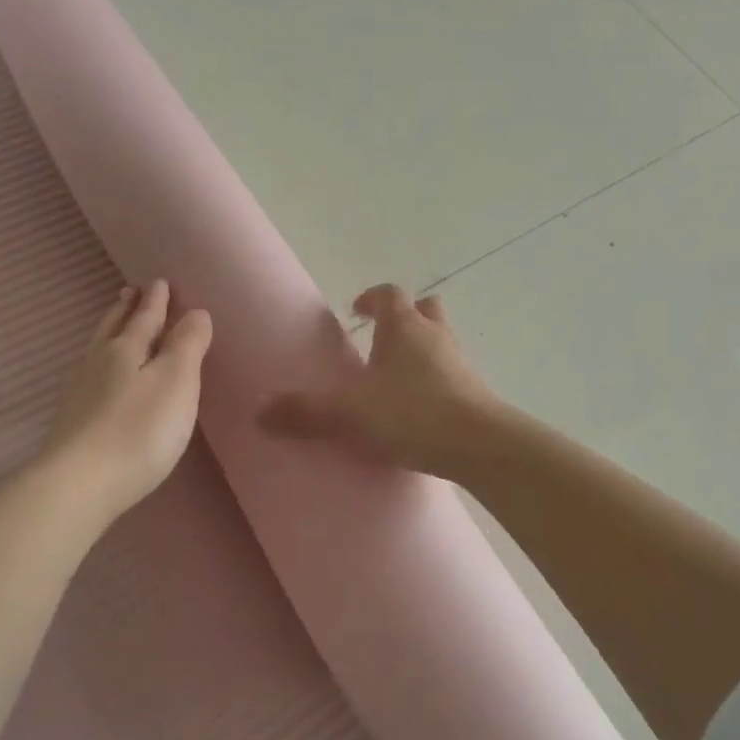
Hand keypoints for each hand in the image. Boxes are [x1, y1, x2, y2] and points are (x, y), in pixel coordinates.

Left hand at [38, 280, 212, 523]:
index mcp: (126, 349)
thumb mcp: (176, 382)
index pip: (145, 317)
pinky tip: (98, 373)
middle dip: (126, 310)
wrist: (79, 485)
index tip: (159, 281)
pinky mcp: (72, 420)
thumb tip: (195, 311)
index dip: (156, 301)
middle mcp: (99, 363)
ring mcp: (80, 392)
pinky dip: (100, 361)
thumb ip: (187, 345)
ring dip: (110, 331)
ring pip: (98, 349)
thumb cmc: (139, 429)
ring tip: (114, 323)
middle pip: (114, 328)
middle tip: (130, 292)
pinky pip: (90, 373)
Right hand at [261, 283, 502, 478]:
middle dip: (404, 318)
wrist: (480, 445)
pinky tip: (418, 410)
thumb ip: (305, 411)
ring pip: (440, 341)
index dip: (372, 297)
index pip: (390, 294)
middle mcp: (436, 336)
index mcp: (405, 327)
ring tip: (396, 378)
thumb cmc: (412, 413)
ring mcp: (460, 363)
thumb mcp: (349, 412)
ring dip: (420, 350)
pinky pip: (452, 375)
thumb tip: (260, 411)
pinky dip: (434, 381)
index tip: (356, 309)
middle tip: (380, 339)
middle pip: (425, 309)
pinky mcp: (475, 393)